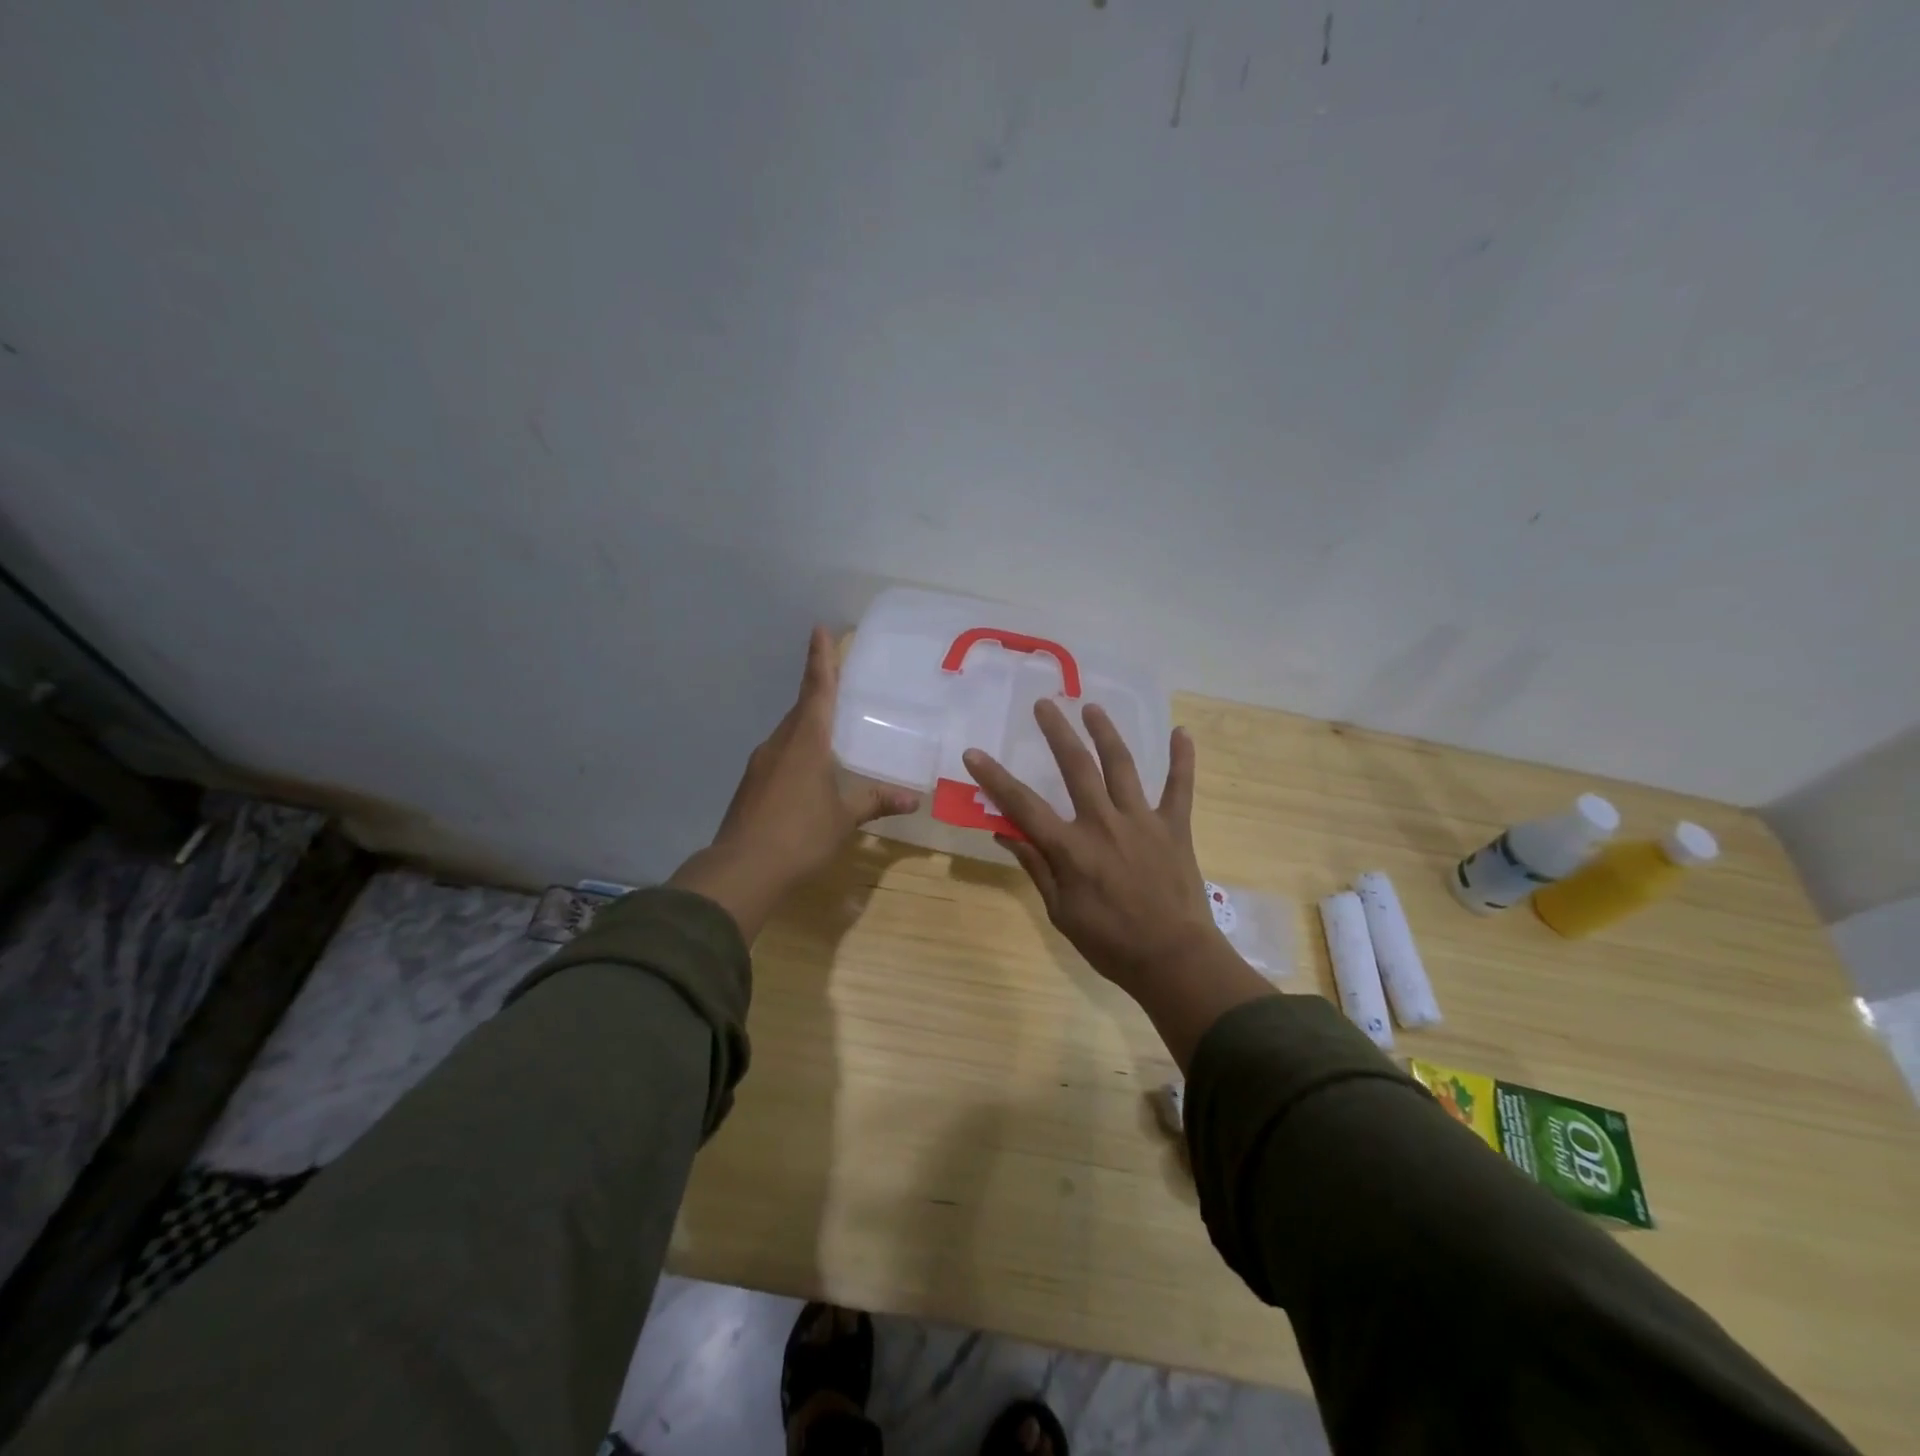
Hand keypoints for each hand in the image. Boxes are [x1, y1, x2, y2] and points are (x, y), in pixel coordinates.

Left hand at [669, 627, 919, 939]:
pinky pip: (780, 755)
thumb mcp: (843, 818)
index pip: (817, 690)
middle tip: (837, 678)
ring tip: (830, 727)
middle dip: (818, 690)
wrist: (742, 869)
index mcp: (806, 742)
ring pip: (789, 733)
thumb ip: (874, 802)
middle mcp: (780, 744)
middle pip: (802, 708)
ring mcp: (761, 764)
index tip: (819, 629)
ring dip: (808, 724)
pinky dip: (797, 751)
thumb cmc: (800, 835)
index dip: (821, 660)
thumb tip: (912, 798)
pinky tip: (809, 770)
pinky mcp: (752, 785)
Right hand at [964, 701, 1276, 1067]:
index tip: (974, 753)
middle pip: (1076, 767)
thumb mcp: (1060, 912)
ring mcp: (1142, 820)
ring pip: (1122, 765)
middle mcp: (1103, 823)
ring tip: (1092, 707)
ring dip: (1105, 733)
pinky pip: (1180, 787)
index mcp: (1071, 848)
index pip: (1023, 805)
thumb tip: (1004, 833)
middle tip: (1044, 704)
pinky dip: (1182, 759)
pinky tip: (1182, 732)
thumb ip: (1035, 867)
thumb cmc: (1110, 943)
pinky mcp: (1174, 826)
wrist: (1173, 960)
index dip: (995, 778)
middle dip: (1057, 732)